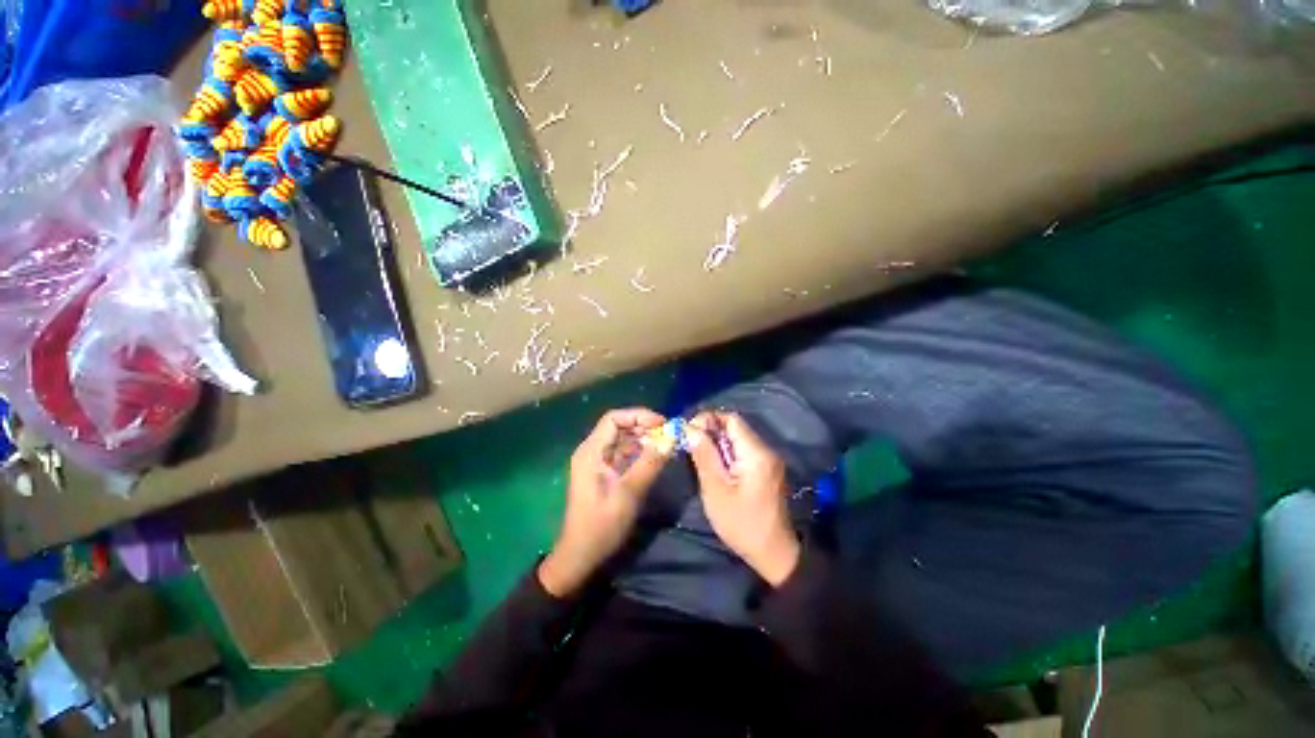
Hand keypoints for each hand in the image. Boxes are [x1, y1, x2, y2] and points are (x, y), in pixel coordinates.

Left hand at [539, 408, 670, 596]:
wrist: (581, 555)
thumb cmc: (602, 524)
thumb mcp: (629, 493)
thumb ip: (650, 463)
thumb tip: (671, 438)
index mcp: (591, 451)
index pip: (614, 418)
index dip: (639, 416)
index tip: (663, 424)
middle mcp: (592, 451)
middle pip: (619, 427)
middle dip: (644, 427)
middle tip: (668, 435)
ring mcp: (597, 462)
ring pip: (622, 440)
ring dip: (643, 439)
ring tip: (665, 445)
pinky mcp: (603, 473)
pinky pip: (622, 453)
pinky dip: (639, 452)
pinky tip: (654, 458)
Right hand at [689, 412, 799, 586]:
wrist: (774, 554)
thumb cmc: (742, 524)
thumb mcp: (716, 490)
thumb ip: (704, 456)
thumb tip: (690, 428)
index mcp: (756, 453)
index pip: (731, 419)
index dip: (708, 419)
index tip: (689, 432)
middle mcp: (766, 450)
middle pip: (735, 427)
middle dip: (710, 431)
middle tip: (690, 445)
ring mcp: (768, 460)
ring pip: (738, 439)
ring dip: (717, 442)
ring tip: (698, 456)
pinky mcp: (767, 470)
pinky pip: (743, 451)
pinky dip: (727, 453)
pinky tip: (715, 466)